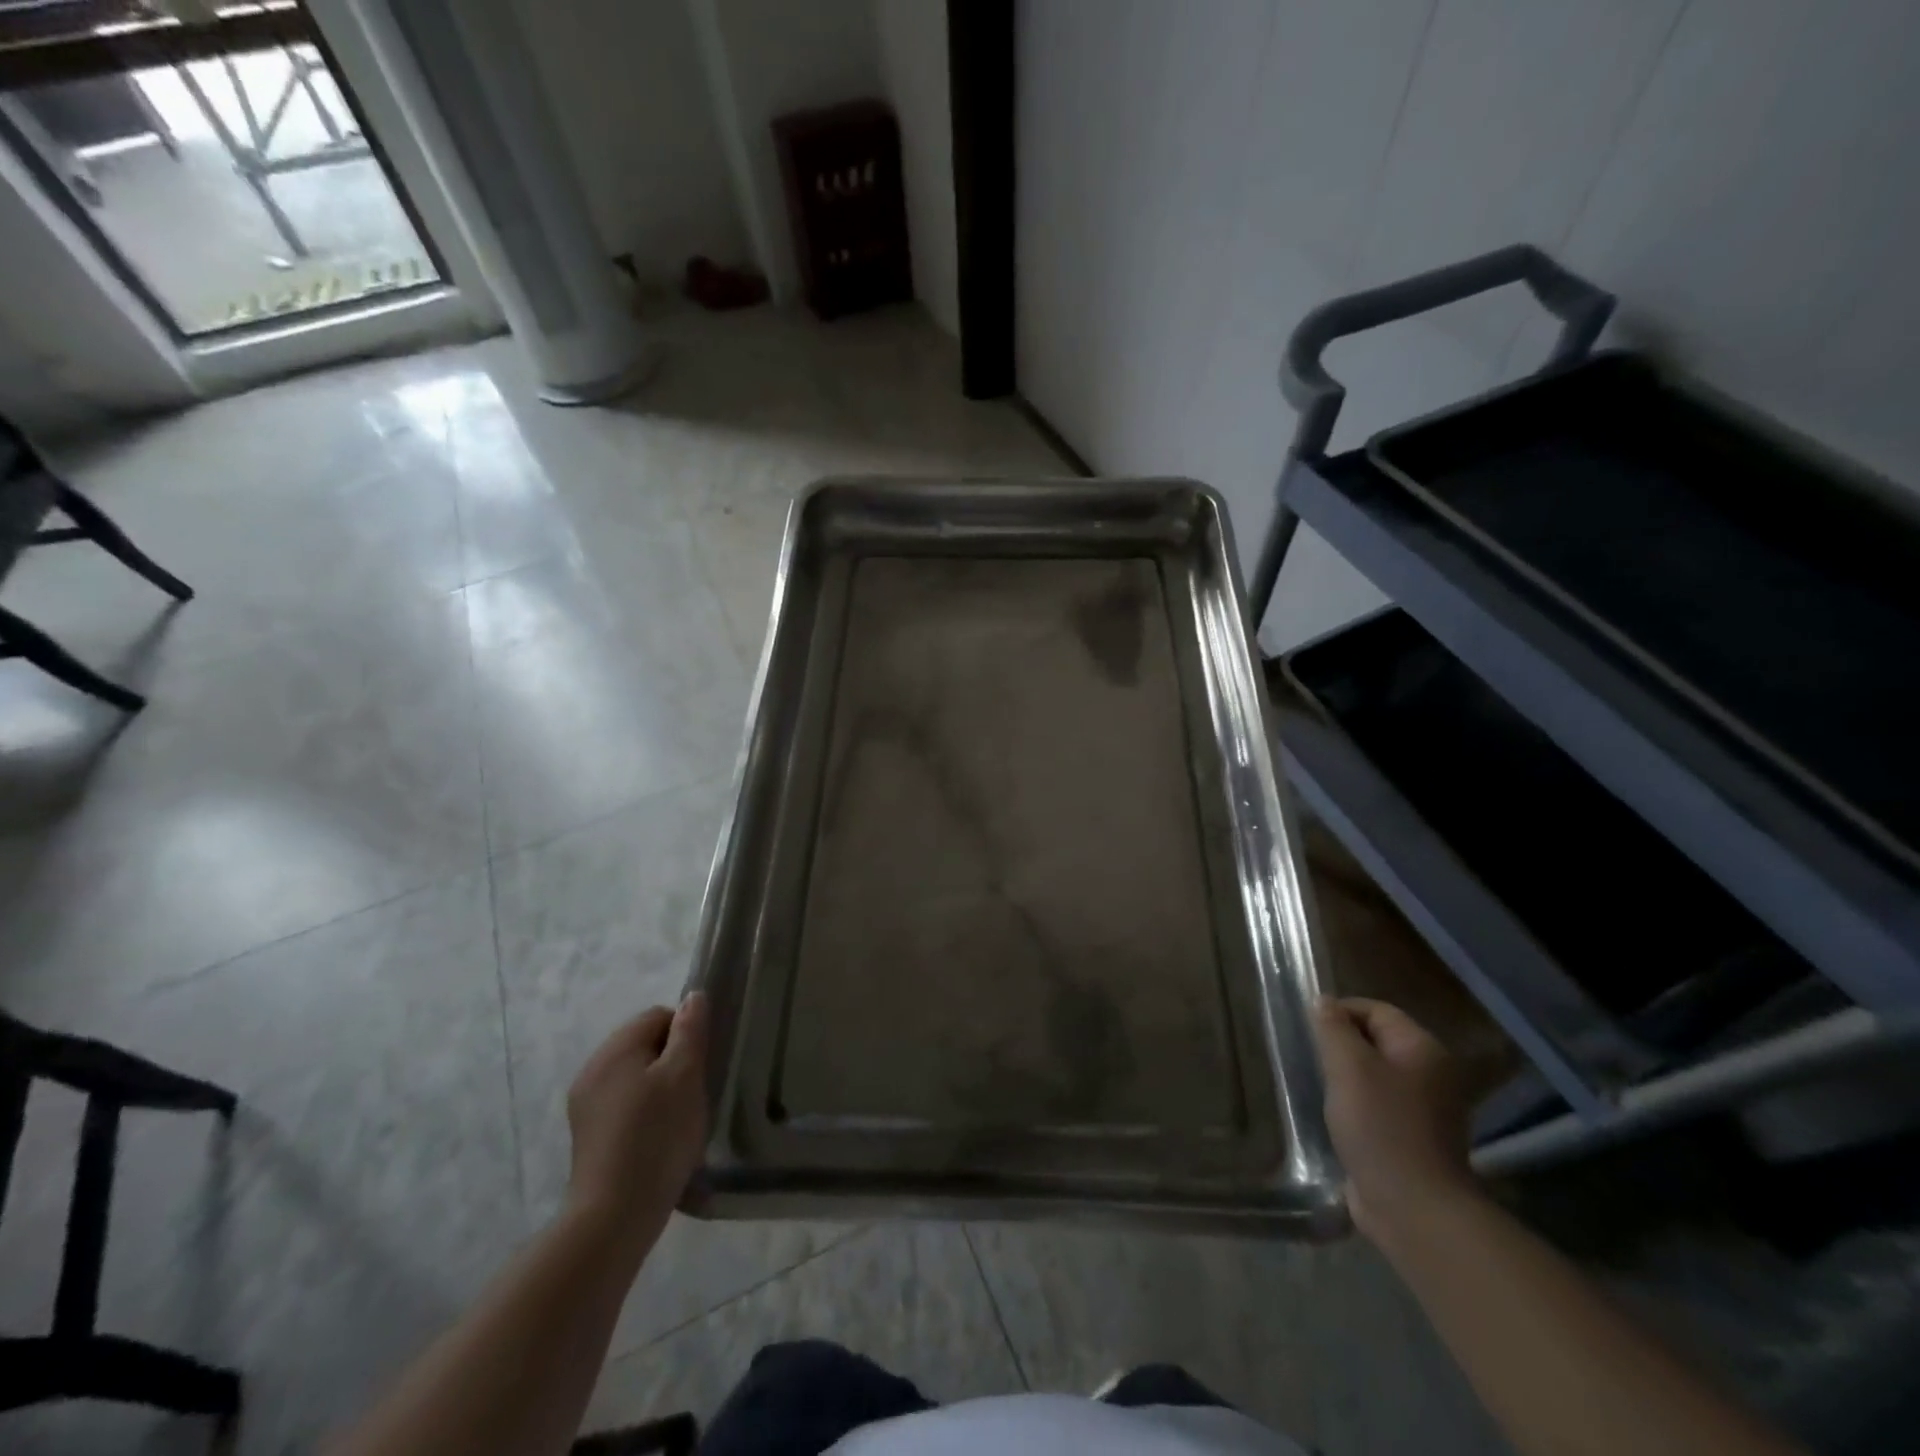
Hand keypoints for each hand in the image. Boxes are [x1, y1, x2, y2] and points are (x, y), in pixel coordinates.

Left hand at [565, 994, 709, 1246]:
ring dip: (659, 1087)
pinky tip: (657, 1139)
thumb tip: (693, 996)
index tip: (701, 1065)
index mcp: (615, 1049)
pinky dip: (644, 1112)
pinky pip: (623, 1104)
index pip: (658, 1016)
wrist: (613, 1216)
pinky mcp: (587, 1135)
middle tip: (693, 1092)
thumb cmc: (656, 1137)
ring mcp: (585, 1104)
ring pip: (635, 1076)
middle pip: (644, 1044)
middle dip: (673, 1061)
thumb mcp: (685, 1076)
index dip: (686, 1033)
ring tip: (678, 1119)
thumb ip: (690, 1031)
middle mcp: (593, 1069)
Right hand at [1314, 997, 1478, 1245]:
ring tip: (1322, 1088)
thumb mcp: (1348, 1067)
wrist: (1413, 1208)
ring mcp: (1427, 1109)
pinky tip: (1338, 1117)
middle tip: (1313, 1059)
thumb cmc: (1380, 1126)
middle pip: (1377, 1041)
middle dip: (1342, 1046)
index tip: (1310, 1031)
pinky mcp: (1415, 1138)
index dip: (1340, 1012)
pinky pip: (1380, 1105)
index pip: (1376, 1010)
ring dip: (1348, 1077)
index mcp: (1423, 1050)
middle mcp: (1433, 1074)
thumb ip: (1333, 1028)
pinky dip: (1358, 1105)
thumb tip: (1324, 1001)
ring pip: (1377, 1074)